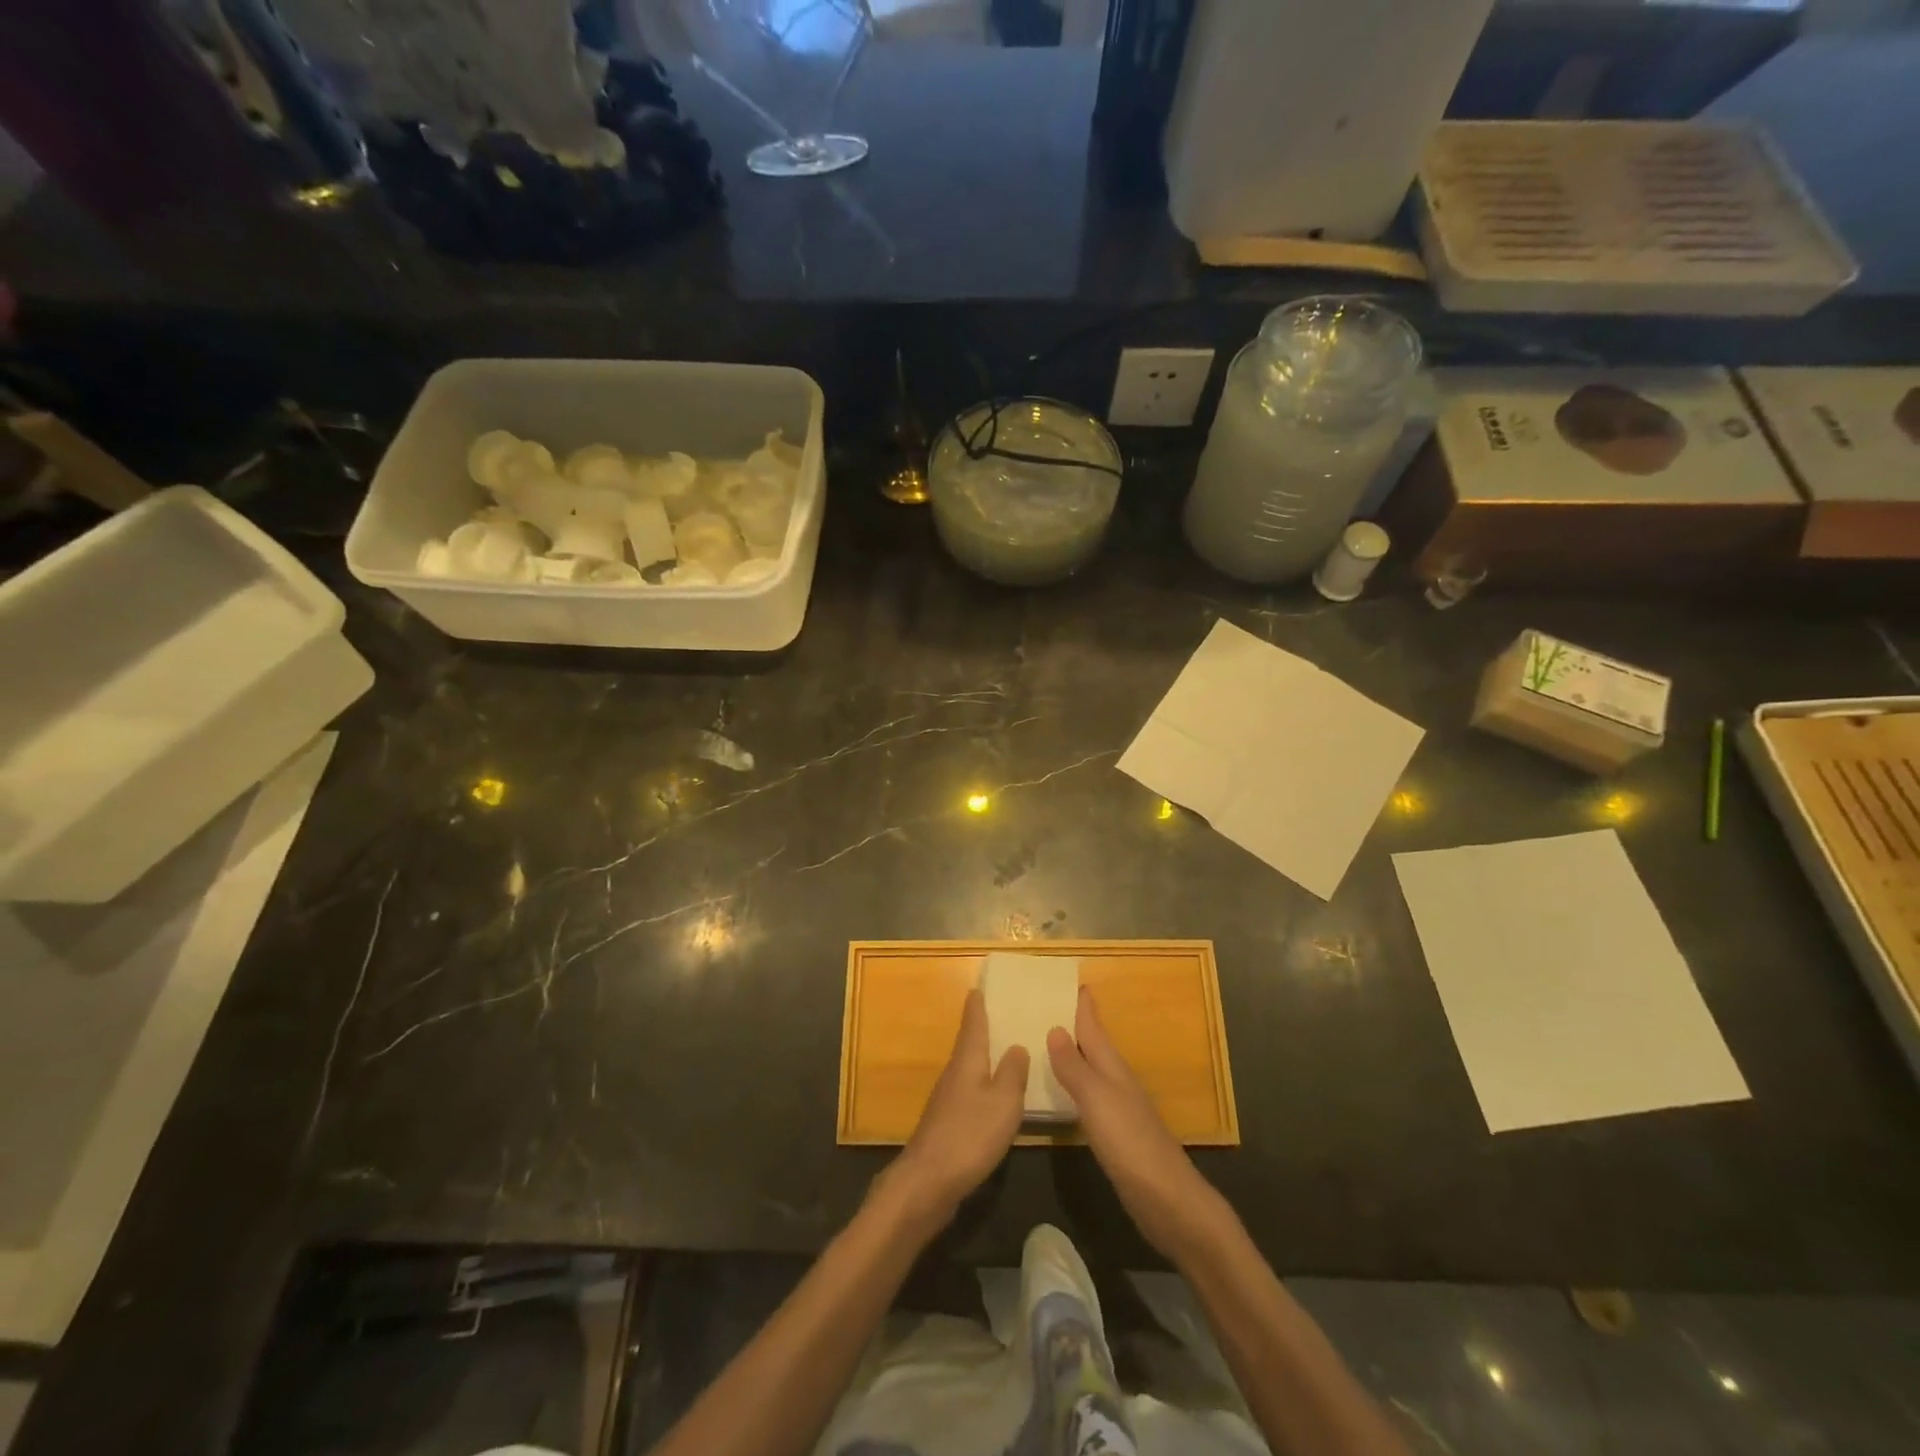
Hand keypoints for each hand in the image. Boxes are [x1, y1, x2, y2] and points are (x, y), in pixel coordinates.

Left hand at [883, 988, 1028, 1231]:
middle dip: (982, 1029)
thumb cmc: (969, 1135)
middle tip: (1001, 1014)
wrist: (928, 1182)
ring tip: (1004, 1051)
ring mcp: (947, 1100)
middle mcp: (954, 1074)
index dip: (977, 1005)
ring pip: (969, 1069)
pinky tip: (994, 1097)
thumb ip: (1013, 1072)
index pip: (972, 1024)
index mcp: (967, 1061)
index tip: (979, 986)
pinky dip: (982, 1086)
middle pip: (969, 1044)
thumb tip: (1016, 1045)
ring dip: (984, 1058)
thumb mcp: (1004, 1102)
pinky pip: (968, 1093)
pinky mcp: (947, 1125)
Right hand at [1047, 988, 1219, 1260]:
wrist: (1167, 1200)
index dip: (1083, 1005)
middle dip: (1074, 1024)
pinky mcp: (1116, 1135)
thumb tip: (1054, 1028)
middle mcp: (1116, 1081)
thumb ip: (1074, 1067)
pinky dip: (1074, 1086)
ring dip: (1072, 1054)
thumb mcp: (1097, 1100)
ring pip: (1091, 1070)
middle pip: (1093, 1045)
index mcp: (1112, 1067)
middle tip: (1045, 1006)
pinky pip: (1089, 1097)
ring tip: (1045, 1042)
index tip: (1068, 980)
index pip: (1094, 1026)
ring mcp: (1118, 1108)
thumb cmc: (1130, 1143)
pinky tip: (1062, 1093)